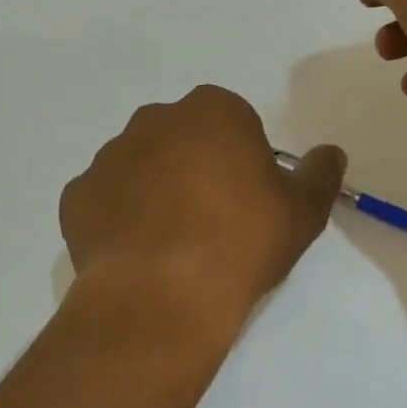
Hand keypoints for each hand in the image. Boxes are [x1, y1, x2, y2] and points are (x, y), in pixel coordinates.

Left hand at [59, 86, 345, 326]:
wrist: (163, 296)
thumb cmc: (242, 243)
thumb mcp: (303, 212)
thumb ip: (320, 174)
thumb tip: (330, 152)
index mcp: (213, 111)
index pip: (233, 122)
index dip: (243, 160)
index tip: (247, 200)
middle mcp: (155, 120)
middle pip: (183, 138)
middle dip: (195, 167)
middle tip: (211, 220)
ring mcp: (109, 156)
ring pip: (140, 166)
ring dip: (155, 190)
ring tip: (171, 244)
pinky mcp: (76, 195)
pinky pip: (105, 200)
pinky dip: (119, 218)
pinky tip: (138, 255)